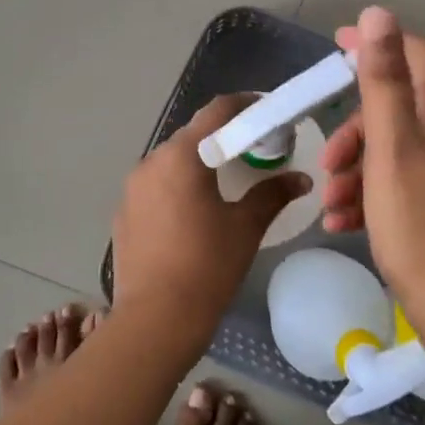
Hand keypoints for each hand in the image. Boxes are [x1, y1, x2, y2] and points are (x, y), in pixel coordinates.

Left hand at [111, 94, 310, 348]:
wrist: (155, 320)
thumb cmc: (207, 266)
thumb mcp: (245, 227)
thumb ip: (272, 194)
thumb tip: (301, 179)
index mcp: (182, 156)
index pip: (216, 111)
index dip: (244, 105)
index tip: (265, 111)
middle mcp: (151, 161)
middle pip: (192, 135)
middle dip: (222, 137)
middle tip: (252, 150)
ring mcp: (132, 187)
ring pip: (171, 160)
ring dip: (198, 162)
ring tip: (224, 181)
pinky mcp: (123, 211)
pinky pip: (155, 185)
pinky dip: (176, 185)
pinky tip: (192, 211)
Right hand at [321, 7, 424, 416]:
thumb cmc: (422, 228)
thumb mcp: (392, 150)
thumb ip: (384, 80)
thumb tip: (378, 14)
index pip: (413, 53)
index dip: (371, 46)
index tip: (330, 49)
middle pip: (398, 103)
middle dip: (355, 128)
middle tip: (328, 161)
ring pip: (394, 143)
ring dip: (356, 166)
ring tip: (330, 204)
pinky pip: (402, 175)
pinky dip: (371, 190)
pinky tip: (344, 221)